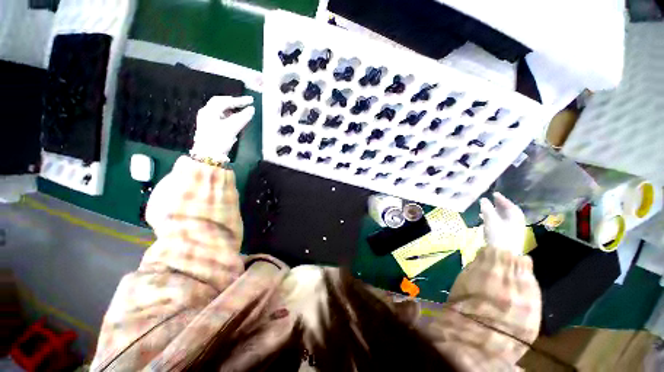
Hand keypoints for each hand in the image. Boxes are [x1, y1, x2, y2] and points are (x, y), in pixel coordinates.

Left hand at [190, 96, 254, 162]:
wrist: (206, 159)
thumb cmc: (218, 142)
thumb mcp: (233, 128)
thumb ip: (243, 116)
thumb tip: (251, 109)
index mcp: (210, 110)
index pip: (227, 101)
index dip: (240, 101)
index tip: (251, 101)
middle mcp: (205, 113)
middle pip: (220, 102)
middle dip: (232, 103)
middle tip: (243, 104)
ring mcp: (203, 121)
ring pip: (217, 110)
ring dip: (228, 110)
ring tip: (239, 113)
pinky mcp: (204, 128)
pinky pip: (216, 117)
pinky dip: (224, 116)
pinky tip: (231, 121)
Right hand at [480, 192, 525, 254]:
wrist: (504, 258)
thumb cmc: (498, 236)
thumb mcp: (491, 220)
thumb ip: (487, 209)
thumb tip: (483, 200)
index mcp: (515, 213)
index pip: (507, 202)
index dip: (499, 198)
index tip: (493, 195)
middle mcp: (517, 220)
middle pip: (507, 211)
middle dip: (497, 208)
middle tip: (489, 205)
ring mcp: (516, 231)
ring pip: (505, 220)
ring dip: (496, 217)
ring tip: (485, 216)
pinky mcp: (512, 241)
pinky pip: (504, 228)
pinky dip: (497, 225)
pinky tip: (489, 227)